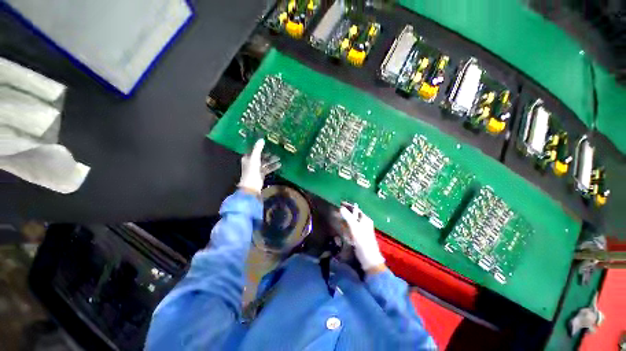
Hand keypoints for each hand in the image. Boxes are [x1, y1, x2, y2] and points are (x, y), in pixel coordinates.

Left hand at [238, 139, 280, 193]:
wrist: (252, 185)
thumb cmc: (252, 171)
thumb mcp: (255, 158)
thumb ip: (258, 149)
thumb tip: (262, 139)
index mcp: (247, 158)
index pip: (254, 150)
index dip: (259, 147)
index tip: (267, 144)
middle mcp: (251, 162)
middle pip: (261, 156)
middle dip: (268, 154)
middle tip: (276, 151)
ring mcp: (256, 169)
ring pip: (265, 163)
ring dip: (271, 160)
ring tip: (279, 158)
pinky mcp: (261, 174)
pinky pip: (267, 168)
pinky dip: (273, 166)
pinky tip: (279, 165)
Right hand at [339, 203, 384, 271]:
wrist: (368, 257)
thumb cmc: (362, 240)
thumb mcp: (354, 227)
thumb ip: (348, 217)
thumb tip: (341, 208)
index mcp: (365, 219)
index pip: (356, 209)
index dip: (348, 205)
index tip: (340, 203)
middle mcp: (364, 223)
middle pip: (354, 214)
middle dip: (346, 212)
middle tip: (337, 210)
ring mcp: (362, 229)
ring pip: (352, 221)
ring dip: (346, 218)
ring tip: (338, 216)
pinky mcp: (359, 236)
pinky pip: (352, 228)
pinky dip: (347, 225)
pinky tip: (342, 226)